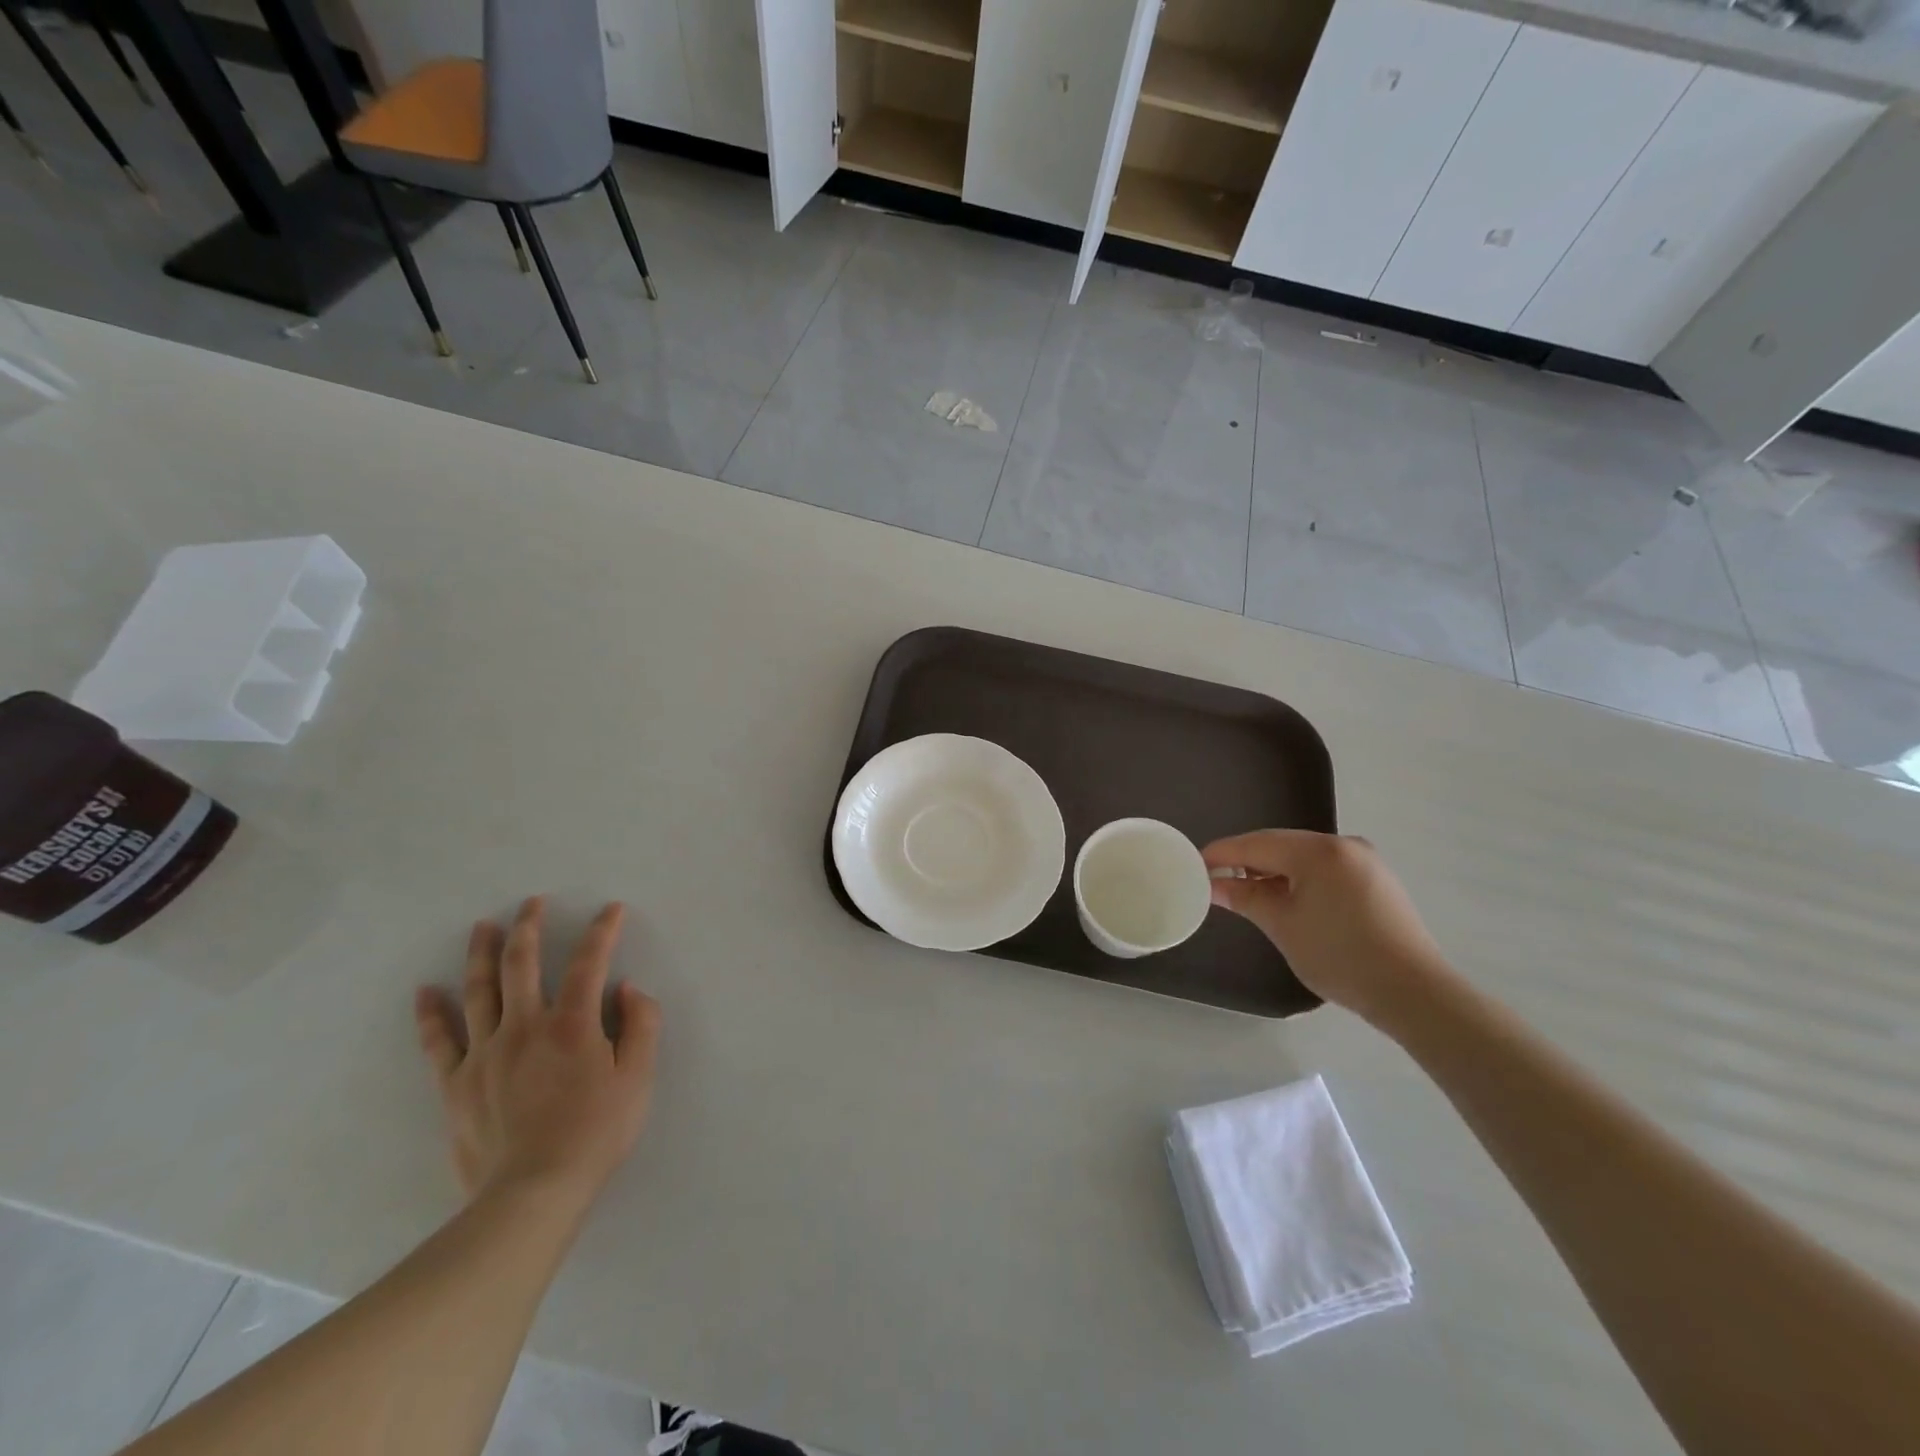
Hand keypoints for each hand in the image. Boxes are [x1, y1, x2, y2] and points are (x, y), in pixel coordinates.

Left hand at [414, 897, 660, 1206]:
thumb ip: (641, 1025)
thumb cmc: (595, 1133)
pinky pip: (439, 1041)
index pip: (589, 962)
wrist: (533, 1193)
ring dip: (482, 954)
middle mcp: (525, 1026)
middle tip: (532, 903)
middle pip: (522, 964)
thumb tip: (626, 988)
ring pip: (479, 991)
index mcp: (573, 1024)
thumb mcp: (639, 1078)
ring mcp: (484, 1054)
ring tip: (483, 927)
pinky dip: (431, 1014)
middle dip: (529, 927)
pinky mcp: (456, 1084)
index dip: (602, 931)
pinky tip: (425, 992)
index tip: (611, 910)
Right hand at [1202, 830, 1452, 1023]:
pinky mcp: (1376, 880)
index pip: (1256, 844)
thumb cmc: (1339, 955)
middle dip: (1247, 861)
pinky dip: (1300, 879)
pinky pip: (1325, 869)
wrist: (1413, 992)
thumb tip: (1213, 884)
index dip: (1222, 853)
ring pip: (1303, 857)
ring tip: (1248, 893)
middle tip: (1217, 879)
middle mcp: (1343, 844)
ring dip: (1273, 871)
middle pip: (1280, 845)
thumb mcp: (1282, 925)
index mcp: (1318, 850)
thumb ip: (1244, 897)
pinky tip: (1287, 899)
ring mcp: (1364, 861)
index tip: (1194, 864)